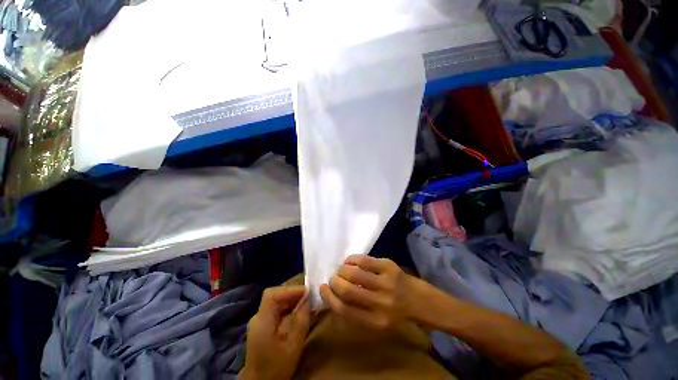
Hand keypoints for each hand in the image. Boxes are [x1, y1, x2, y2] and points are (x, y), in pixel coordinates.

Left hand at [241, 286, 310, 379]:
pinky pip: (277, 310)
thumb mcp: (293, 344)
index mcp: (262, 321)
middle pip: (275, 296)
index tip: (306, 291)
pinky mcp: (264, 326)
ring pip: (276, 301)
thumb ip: (301, 319)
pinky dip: (289, 307)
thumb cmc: (277, 366)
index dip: (289, 290)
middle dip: (293, 293)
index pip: (272, 294)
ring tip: (307, 302)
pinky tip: (299, 312)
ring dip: (292, 300)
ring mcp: (260, 321)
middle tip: (309, 295)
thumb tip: (308, 298)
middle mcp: (258, 317)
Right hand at [320, 255, 417, 329]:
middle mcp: (380, 304)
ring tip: (341, 270)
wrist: (419, 300)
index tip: (323, 288)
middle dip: (334, 282)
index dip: (329, 298)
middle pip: (347, 290)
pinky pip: (363, 260)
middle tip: (333, 278)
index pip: (344, 310)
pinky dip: (352, 260)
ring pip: (354, 273)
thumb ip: (356, 311)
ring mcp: (386, 283)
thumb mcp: (376, 321)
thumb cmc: (395, 312)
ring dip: (342, 270)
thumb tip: (332, 294)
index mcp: (375, 322)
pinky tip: (350, 262)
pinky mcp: (388, 267)